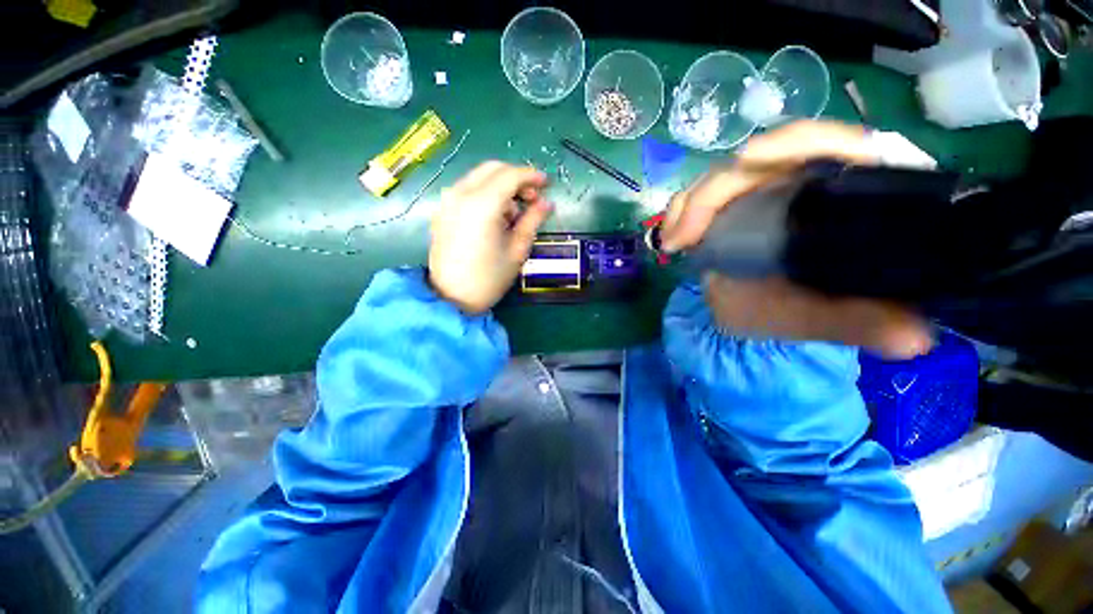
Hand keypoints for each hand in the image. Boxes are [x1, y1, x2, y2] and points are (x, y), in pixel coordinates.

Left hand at [428, 161, 552, 312]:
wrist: (451, 298)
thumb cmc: (489, 278)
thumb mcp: (517, 250)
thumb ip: (532, 221)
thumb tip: (547, 204)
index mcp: (482, 204)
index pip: (511, 175)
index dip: (532, 176)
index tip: (547, 184)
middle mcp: (461, 194)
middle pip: (493, 169)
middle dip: (516, 178)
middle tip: (533, 198)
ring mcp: (448, 201)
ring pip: (479, 177)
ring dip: (501, 185)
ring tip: (515, 213)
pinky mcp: (442, 211)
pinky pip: (467, 190)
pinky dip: (485, 193)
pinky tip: (495, 216)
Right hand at [663, 121, 932, 358]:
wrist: (757, 314)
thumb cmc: (793, 312)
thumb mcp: (822, 319)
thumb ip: (859, 323)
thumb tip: (914, 339)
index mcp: (839, 198)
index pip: (832, 144)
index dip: (798, 142)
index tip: (750, 163)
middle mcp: (800, 184)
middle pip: (764, 157)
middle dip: (718, 189)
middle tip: (686, 235)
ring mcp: (758, 193)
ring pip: (725, 175)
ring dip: (693, 201)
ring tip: (674, 240)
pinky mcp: (728, 205)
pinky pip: (701, 195)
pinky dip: (682, 211)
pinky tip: (671, 236)